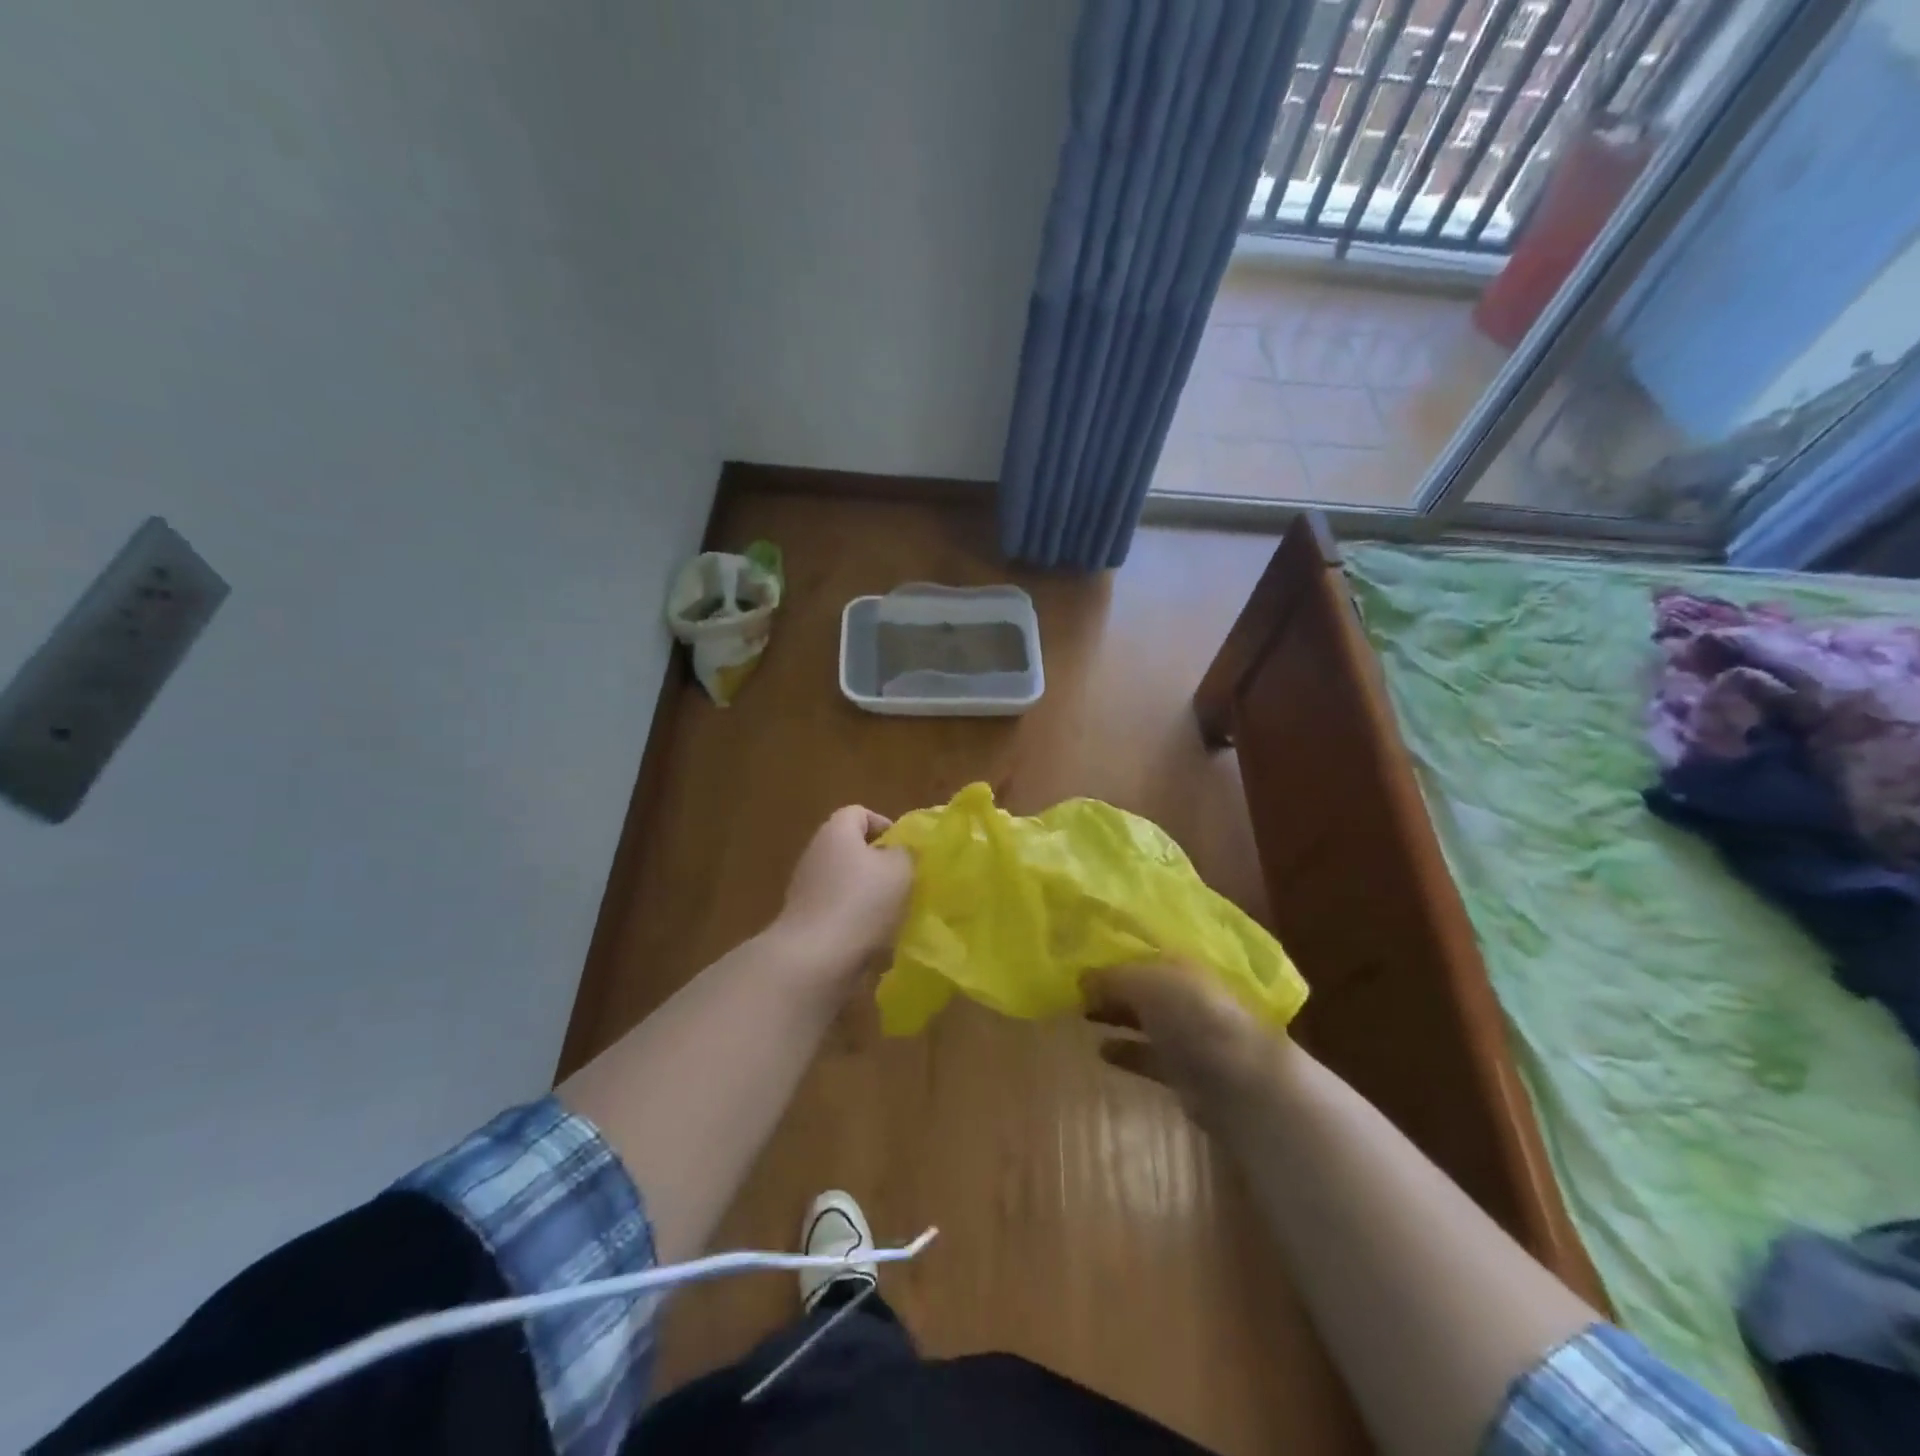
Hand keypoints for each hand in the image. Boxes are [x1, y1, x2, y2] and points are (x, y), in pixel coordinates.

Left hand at [774, 805, 913, 976]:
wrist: (814, 959)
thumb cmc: (861, 902)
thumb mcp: (900, 869)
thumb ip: (906, 853)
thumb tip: (900, 852)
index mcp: (836, 832)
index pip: (859, 813)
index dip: (885, 825)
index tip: (906, 850)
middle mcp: (816, 854)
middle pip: (852, 850)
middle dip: (880, 865)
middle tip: (905, 883)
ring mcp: (806, 889)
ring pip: (846, 884)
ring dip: (870, 897)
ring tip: (895, 916)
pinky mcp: (805, 922)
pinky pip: (838, 913)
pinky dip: (856, 922)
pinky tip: (874, 941)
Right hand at [1083, 961, 1286, 1129]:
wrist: (1238, 1080)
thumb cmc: (1191, 1016)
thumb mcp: (1144, 982)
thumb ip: (1111, 978)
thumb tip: (1080, 978)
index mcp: (1180, 965)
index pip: (1142, 953)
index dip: (1112, 954)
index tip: (1078, 958)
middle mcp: (1185, 994)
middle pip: (1142, 986)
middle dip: (1110, 986)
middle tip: (1072, 988)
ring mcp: (1186, 1033)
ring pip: (1143, 1019)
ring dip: (1115, 1016)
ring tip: (1080, 1014)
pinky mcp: (1183, 1070)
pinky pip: (1147, 1055)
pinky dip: (1126, 1051)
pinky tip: (1100, 1050)